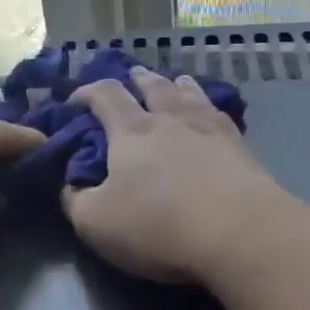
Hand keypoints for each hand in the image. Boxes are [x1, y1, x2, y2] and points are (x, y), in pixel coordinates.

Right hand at [62, 66, 289, 282]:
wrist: (240, 232)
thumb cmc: (159, 226)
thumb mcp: (96, 223)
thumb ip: (75, 200)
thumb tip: (69, 184)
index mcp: (131, 131)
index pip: (105, 95)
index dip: (86, 92)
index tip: (75, 101)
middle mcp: (169, 118)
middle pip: (152, 85)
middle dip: (137, 79)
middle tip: (131, 77)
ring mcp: (209, 128)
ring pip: (189, 93)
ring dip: (176, 84)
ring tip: (174, 82)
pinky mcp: (240, 146)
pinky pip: (219, 113)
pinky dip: (209, 106)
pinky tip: (212, 112)